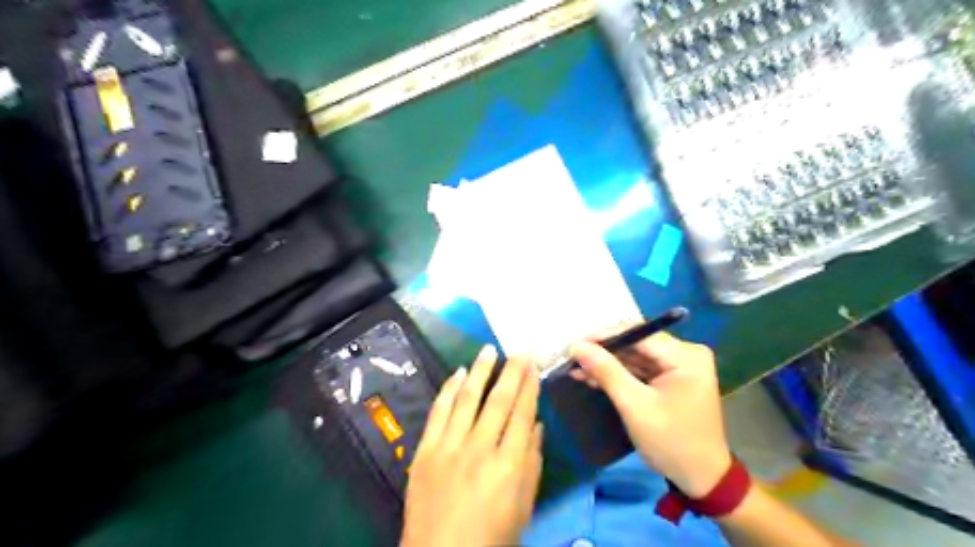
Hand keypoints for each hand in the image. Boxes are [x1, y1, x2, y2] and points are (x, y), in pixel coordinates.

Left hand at [402, 345, 544, 545]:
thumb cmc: (490, 536)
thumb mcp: (523, 507)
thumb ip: (532, 463)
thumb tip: (537, 425)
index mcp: (508, 465)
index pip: (522, 414)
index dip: (529, 387)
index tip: (534, 366)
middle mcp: (480, 449)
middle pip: (499, 401)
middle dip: (511, 371)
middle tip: (520, 349)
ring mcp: (450, 446)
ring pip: (468, 398)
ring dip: (480, 371)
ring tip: (489, 349)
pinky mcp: (426, 449)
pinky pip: (439, 411)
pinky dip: (449, 389)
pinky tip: (458, 372)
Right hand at [573, 331, 730, 497]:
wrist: (702, 479)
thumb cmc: (671, 442)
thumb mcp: (634, 405)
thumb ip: (606, 371)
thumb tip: (577, 346)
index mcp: (685, 356)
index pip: (638, 334)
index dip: (603, 337)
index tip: (574, 344)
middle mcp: (686, 354)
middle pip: (637, 344)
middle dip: (604, 352)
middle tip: (572, 357)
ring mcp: (680, 366)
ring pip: (636, 356)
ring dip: (608, 364)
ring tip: (576, 369)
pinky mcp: (673, 379)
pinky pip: (641, 369)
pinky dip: (619, 374)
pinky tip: (593, 377)